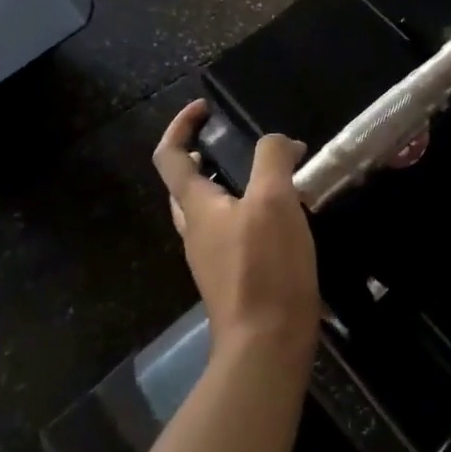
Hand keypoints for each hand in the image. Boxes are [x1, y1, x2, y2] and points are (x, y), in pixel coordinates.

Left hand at [153, 101, 319, 363]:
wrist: (267, 344)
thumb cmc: (265, 266)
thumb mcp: (273, 200)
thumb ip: (272, 159)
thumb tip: (281, 143)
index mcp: (196, 206)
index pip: (169, 156)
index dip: (180, 126)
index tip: (206, 107)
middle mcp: (195, 231)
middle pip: (184, 185)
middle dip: (202, 157)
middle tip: (233, 144)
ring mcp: (211, 258)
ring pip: (208, 211)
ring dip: (228, 186)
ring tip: (268, 178)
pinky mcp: (232, 279)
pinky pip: (231, 233)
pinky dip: (247, 213)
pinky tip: (281, 219)